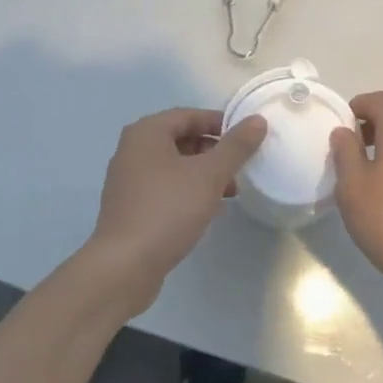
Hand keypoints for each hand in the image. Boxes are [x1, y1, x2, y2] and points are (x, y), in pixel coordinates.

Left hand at [82, 108, 267, 317]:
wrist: (124, 266)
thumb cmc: (168, 209)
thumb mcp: (209, 175)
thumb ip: (235, 146)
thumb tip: (257, 120)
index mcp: (146, 132)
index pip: (189, 115)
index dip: (220, 123)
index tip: (246, 139)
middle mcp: (132, 150)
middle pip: (181, 139)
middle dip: (213, 152)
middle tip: (239, 168)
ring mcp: (128, 180)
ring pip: (174, 166)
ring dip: (203, 174)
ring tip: (230, 192)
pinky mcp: (130, 207)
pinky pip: (165, 188)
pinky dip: (187, 191)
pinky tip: (207, 210)